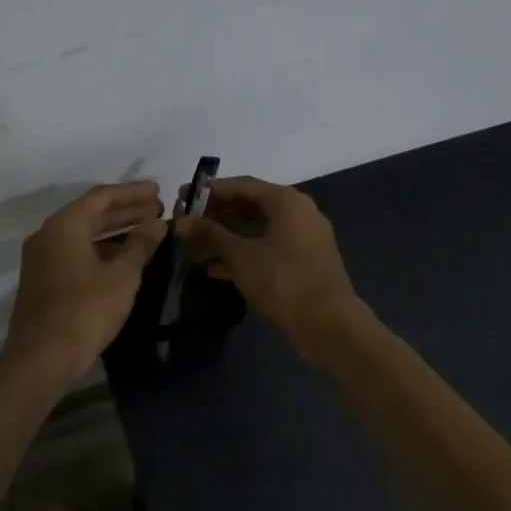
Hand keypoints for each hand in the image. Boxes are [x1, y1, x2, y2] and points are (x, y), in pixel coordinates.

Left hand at [0, 181, 166, 387]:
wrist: (41, 359)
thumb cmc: (85, 311)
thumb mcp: (121, 276)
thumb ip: (140, 244)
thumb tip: (157, 223)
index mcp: (64, 225)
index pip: (102, 196)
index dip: (132, 193)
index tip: (159, 191)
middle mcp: (48, 235)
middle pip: (91, 213)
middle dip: (126, 211)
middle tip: (159, 210)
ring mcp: (42, 260)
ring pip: (84, 235)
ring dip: (116, 231)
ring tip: (148, 232)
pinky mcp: (44, 281)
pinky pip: (77, 253)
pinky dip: (102, 250)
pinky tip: (125, 259)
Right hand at [172, 177, 359, 345]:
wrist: (328, 325)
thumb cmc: (283, 280)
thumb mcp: (240, 255)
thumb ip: (210, 234)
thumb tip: (181, 221)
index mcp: (287, 201)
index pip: (242, 185)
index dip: (210, 191)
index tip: (183, 198)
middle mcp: (298, 213)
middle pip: (250, 207)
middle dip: (216, 217)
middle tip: (187, 225)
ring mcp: (303, 240)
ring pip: (257, 231)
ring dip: (226, 239)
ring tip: (194, 250)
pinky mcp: (302, 264)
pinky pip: (267, 250)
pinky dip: (243, 255)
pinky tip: (214, 269)